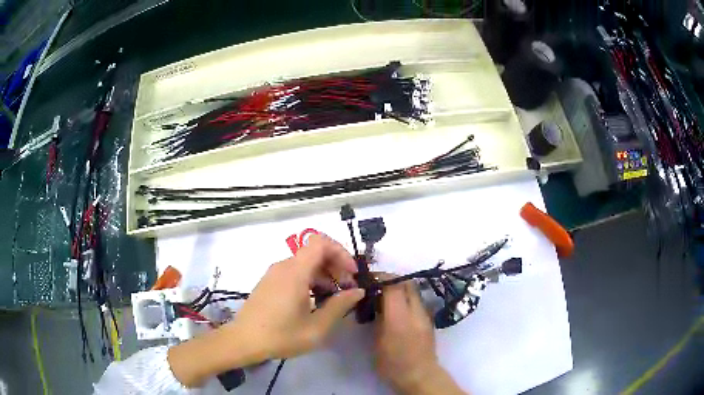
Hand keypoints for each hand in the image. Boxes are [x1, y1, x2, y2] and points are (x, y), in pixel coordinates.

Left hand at [168, 234, 364, 386]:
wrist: (243, 341)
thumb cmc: (280, 336)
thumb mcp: (316, 327)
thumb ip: (339, 306)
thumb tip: (357, 291)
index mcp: (295, 272)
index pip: (320, 242)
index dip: (340, 252)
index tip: (351, 274)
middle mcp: (283, 266)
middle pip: (315, 253)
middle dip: (335, 267)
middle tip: (346, 290)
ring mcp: (274, 274)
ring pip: (305, 263)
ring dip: (324, 275)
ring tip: (333, 299)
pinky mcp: (269, 282)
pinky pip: (294, 272)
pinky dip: (310, 280)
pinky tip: (314, 301)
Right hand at [374, 277, 464, 394]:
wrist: (420, 375)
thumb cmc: (393, 364)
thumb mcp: (377, 342)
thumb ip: (378, 319)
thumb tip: (375, 302)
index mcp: (400, 317)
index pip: (393, 285)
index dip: (380, 278)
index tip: (368, 279)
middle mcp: (416, 311)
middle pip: (407, 282)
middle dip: (391, 279)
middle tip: (376, 285)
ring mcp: (425, 314)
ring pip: (413, 290)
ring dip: (399, 287)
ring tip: (384, 296)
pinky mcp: (428, 319)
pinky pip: (417, 300)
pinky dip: (405, 297)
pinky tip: (395, 308)